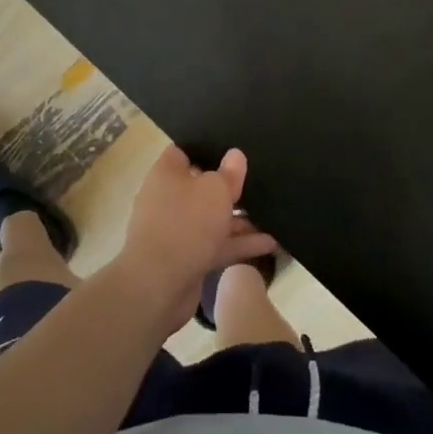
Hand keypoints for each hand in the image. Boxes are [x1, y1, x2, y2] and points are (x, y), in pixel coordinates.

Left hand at [109, 147, 276, 332]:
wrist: (158, 286)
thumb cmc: (186, 224)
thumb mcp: (215, 191)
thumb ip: (229, 173)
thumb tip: (235, 155)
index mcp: (167, 173)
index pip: (186, 151)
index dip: (209, 147)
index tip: (234, 147)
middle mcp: (169, 198)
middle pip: (203, 186)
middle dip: (230, 186)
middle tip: (261, 180)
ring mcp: (178, 230)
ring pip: (213, 218)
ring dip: (241, 219)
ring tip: (274, 215)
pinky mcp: (187, 258)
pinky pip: (216, 244)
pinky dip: (239, 243)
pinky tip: (270, 243)